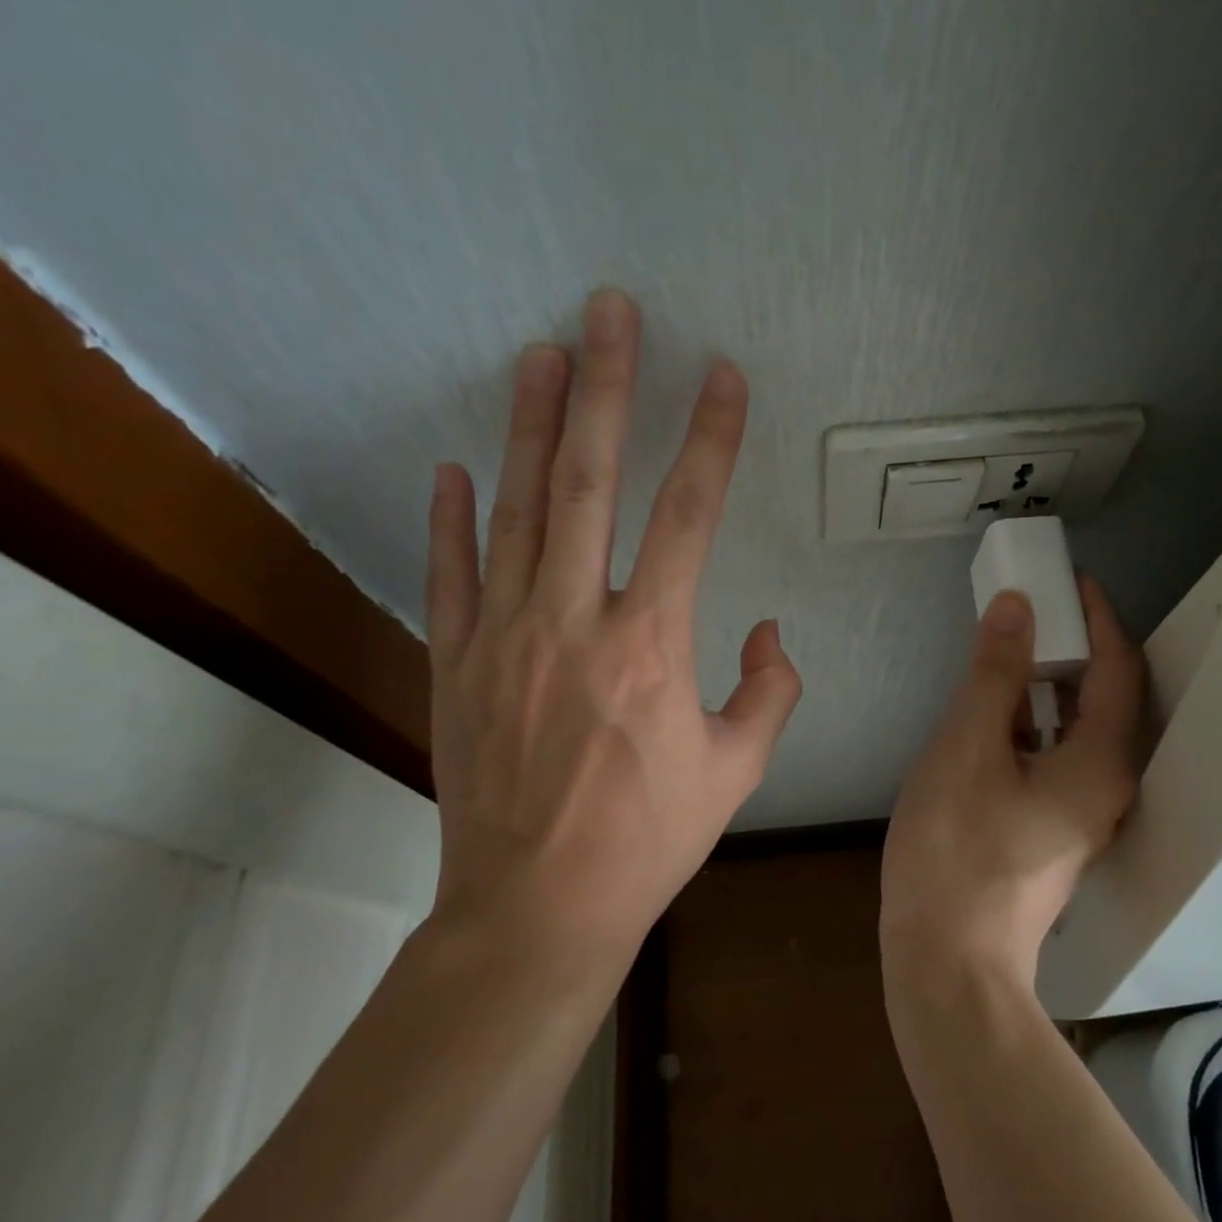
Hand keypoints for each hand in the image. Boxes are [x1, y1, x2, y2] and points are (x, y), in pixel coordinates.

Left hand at [424, 289, 800, 964]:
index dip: (711, 438)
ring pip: (520, 508)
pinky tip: (456, 469)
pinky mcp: (455, 663)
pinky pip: (451, 575)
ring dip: (533, 426)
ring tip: (541, 354)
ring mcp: (504, 635)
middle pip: (592, 481)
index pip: (690, 515)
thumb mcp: (737, 770)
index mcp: (653, 644)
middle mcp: (576, 620)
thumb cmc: (648, 840)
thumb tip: (765, 628)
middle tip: (610, 312)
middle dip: (607, 388)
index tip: (723, 376)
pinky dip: (451, 519)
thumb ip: (770, 690)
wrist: (536, 910)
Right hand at [882, 580, 1142, 989]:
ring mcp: (1081, 816)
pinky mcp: (1053, 832)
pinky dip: (1033, 722)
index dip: (1099, 618)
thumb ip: (995, 673)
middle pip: (1103, 699)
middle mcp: (1107, 788)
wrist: (948, 963)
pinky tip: (995, 712)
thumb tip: (1017, 604)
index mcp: (1100, 764)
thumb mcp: (967, 746)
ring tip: (1012, 647)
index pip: (1118, 669)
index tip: (1072, 580)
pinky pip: (1054, 757)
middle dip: (1074, 647)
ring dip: (1050, 684)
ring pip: (1076, 730)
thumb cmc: (956, 849)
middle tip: (1035, 607)